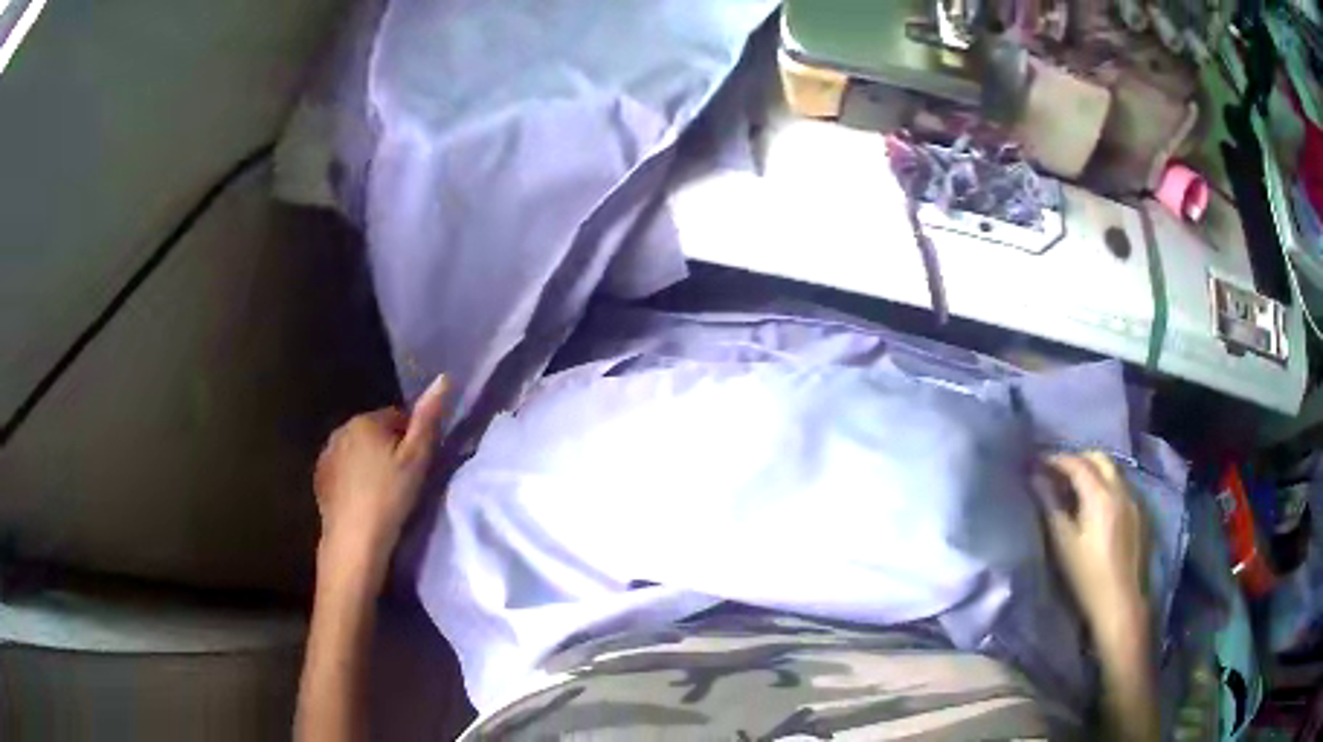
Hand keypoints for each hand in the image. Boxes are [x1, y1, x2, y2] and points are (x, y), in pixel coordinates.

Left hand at [313, 375, 447, 573]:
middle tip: (401, 480)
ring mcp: (327, 453)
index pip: (397, 417)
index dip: (410, 439)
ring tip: (381, 491)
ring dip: (368, 462)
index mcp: (367, 420)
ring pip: (356, 449)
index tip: (416, 465)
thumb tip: (444, 378)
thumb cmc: (390, 497)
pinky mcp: (320, 476)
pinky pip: (342, 467)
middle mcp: (342, 428)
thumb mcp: (417, 459)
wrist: (355, 538)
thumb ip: (428, 419)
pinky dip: (352, 477)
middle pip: (374, 432)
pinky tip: (361, 498)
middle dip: (387, 448)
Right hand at [1039, 452, 1148, 637]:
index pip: (1078, 464)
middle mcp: (1120, 490)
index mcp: (1101, 495)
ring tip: (1073, 488)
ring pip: (1112, 472)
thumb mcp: (1063, 544)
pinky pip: (1120, 487)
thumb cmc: (1087, 576)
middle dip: (1077, 459)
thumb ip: (1050, 507)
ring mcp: (1132, 501)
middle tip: (1056, 472)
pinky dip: (1104, 485)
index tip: (1038, 462)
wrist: (1120, 602)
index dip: (1056, 460)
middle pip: (1099, 459)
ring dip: (1092, 471)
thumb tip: (1036, 479)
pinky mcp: (1138, 515)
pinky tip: (1093, 506)